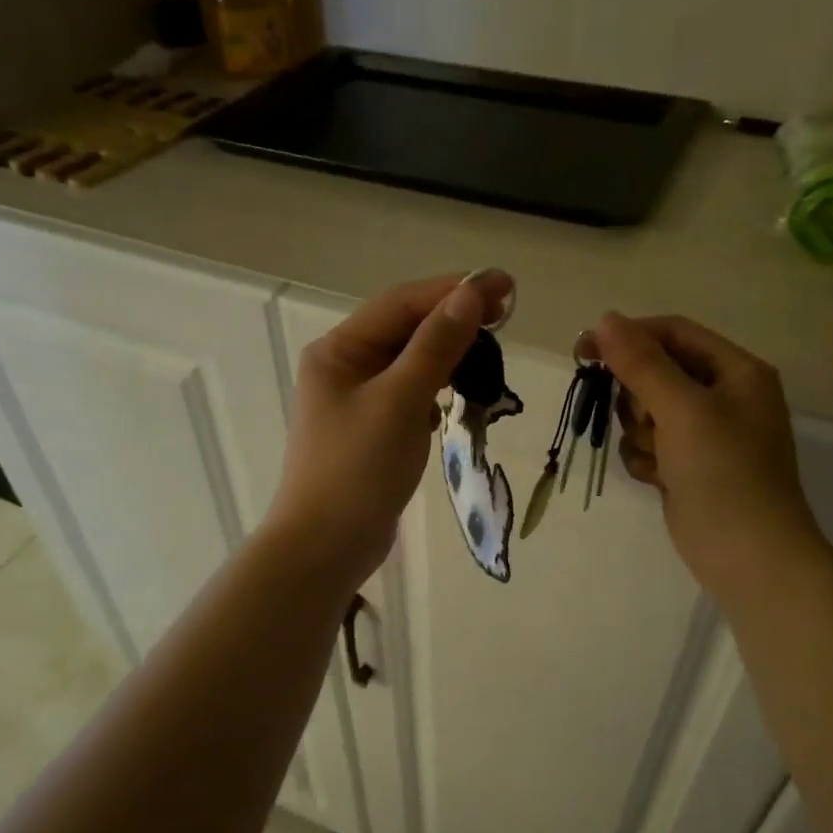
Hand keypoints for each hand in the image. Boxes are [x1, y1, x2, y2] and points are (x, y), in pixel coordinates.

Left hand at [266, 271, 514, 591]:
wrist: (326, 547)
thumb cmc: (357, 469)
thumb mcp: (399, 401)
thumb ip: (436, 346)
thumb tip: (471, 294)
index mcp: (339, 350)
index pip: (402, 303)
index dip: (454, 290)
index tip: (503, 285)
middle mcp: (345, 366)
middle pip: (406, 329)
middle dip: (454, 320)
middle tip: (506, 316)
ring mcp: (357, 400)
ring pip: (411, 362)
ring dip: (449, 355)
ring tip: (490, 355)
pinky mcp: (372, 430)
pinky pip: (410, 395)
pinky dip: (437, 390)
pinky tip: (458, 398)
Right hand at [591, 312, 827, 595]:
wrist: (748, 557)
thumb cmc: (724, 474)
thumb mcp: (683, 411)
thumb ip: (642, 364)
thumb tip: (605, 318)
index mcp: (736, 371)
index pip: (673, 333)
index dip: (629, 336)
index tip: (583, 351)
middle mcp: (723, 396)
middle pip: (655, 372)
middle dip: (638, 398)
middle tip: (646, 422)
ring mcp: (704, 434)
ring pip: (645, 411)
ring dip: (640, 433)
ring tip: (660, 459)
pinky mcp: (686, 465)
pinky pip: (647, 444)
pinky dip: (644, 459)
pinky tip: (659, 480)